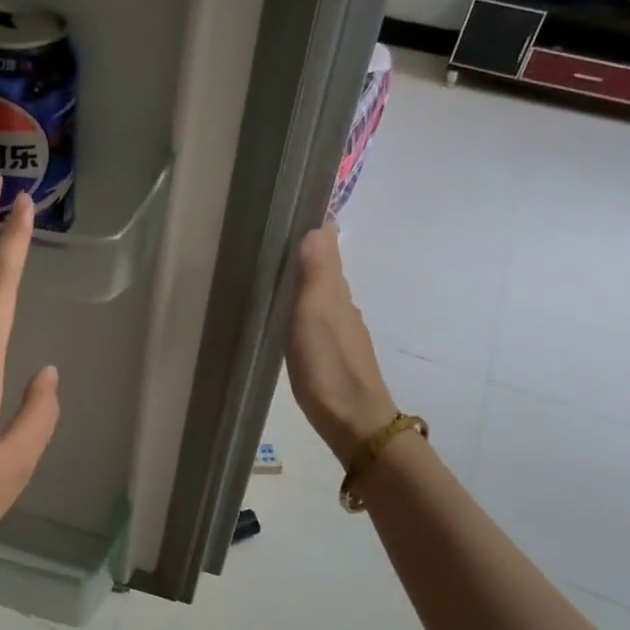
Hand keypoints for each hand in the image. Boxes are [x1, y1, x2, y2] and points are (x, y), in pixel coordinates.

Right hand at [286, 222, 396, 463]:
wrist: (354, 422)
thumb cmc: (328, 367)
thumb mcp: (314, 315)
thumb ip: (315, 273)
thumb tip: (317, 227)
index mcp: (337, 293)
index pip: (330, 246)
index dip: (316, 227)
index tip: (294, 207)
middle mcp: (343, 307)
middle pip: (326, 269)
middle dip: (308, 250)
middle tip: (276, 236)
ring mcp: (341, 332)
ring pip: (323, 295)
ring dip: (306, 279)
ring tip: (277, 271)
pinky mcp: (334, 355)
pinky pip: (319, 318)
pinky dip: (306, 307)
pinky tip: (291, 316)